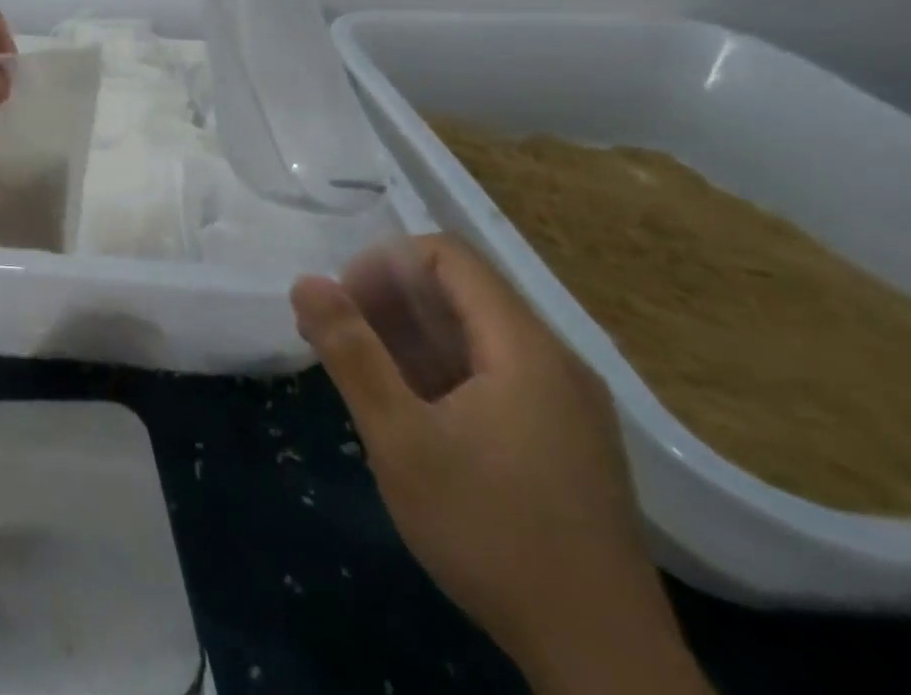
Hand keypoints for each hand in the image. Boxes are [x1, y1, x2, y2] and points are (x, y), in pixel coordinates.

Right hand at [292, 235, 709, 694]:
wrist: (604, 665)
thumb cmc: (492, 534)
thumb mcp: (401, 439)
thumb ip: (351, 352)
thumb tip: (306, 281)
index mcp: (525, 348)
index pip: (447, 256)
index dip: (384, 264)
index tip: (343, 306)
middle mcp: (553, 362)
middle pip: (459, 292)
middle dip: (387, 300)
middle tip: (335, 338)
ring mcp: (564, 404)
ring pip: (473, 335)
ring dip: (407, 336)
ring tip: (358, 371)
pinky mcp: (562, 441)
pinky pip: (491, 374)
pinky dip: (439, 371)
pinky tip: (406, 409)